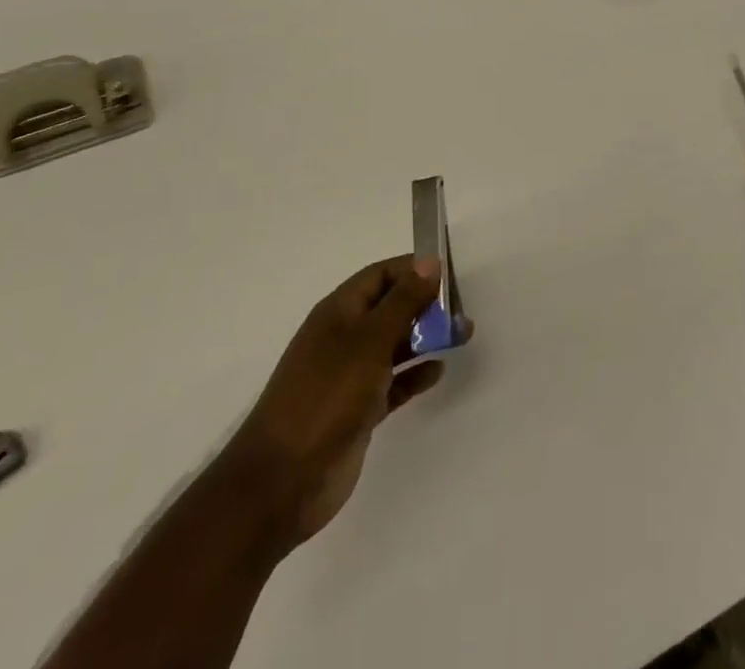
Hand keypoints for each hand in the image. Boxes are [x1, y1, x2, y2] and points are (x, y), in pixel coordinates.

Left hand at [222, 257, 464, 554]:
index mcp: (338, 312)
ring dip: (427, 337)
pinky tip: (438, 371)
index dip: (413, 270)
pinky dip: (415, 374)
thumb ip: (403, 301)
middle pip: (391, 307)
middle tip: (461, 311)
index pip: (380, 275)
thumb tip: (429, 262)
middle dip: (426, 304)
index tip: (450, 275)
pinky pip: (394, 382)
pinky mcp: (358, 410)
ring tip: (462, 335)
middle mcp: (344, 337)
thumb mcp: (370, 341)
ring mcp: (349, 375)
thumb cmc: (326, 397)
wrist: (281, 482)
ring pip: (395, 344)